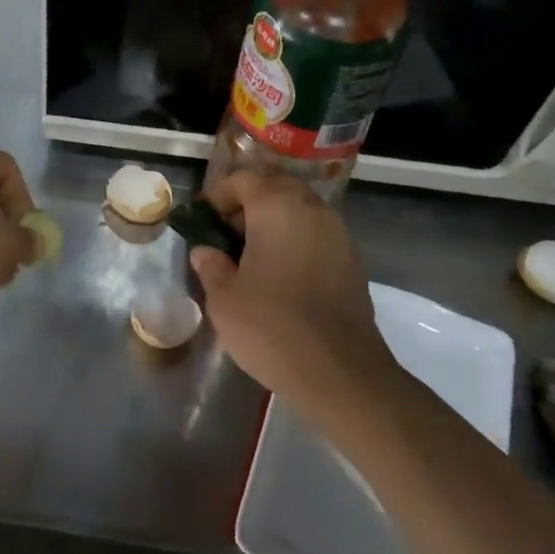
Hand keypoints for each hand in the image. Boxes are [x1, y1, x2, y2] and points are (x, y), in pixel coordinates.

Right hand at [190, 171, 395, 410]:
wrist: (340, 373)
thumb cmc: (271, 327)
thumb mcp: (223, 297)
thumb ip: (211, 264)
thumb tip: (206, 251)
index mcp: (278, 207)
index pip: (243, 180)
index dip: (217, 196)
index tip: (202, 222)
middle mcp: (313, 210)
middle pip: (275, 189)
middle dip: (247, 206)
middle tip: (225, 237)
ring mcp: (338, 235)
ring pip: (299, 212)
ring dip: (273, 224)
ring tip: (250, 259)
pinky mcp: (353, 262)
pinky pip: (316, 236)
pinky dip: (294, 243)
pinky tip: (280, 277)